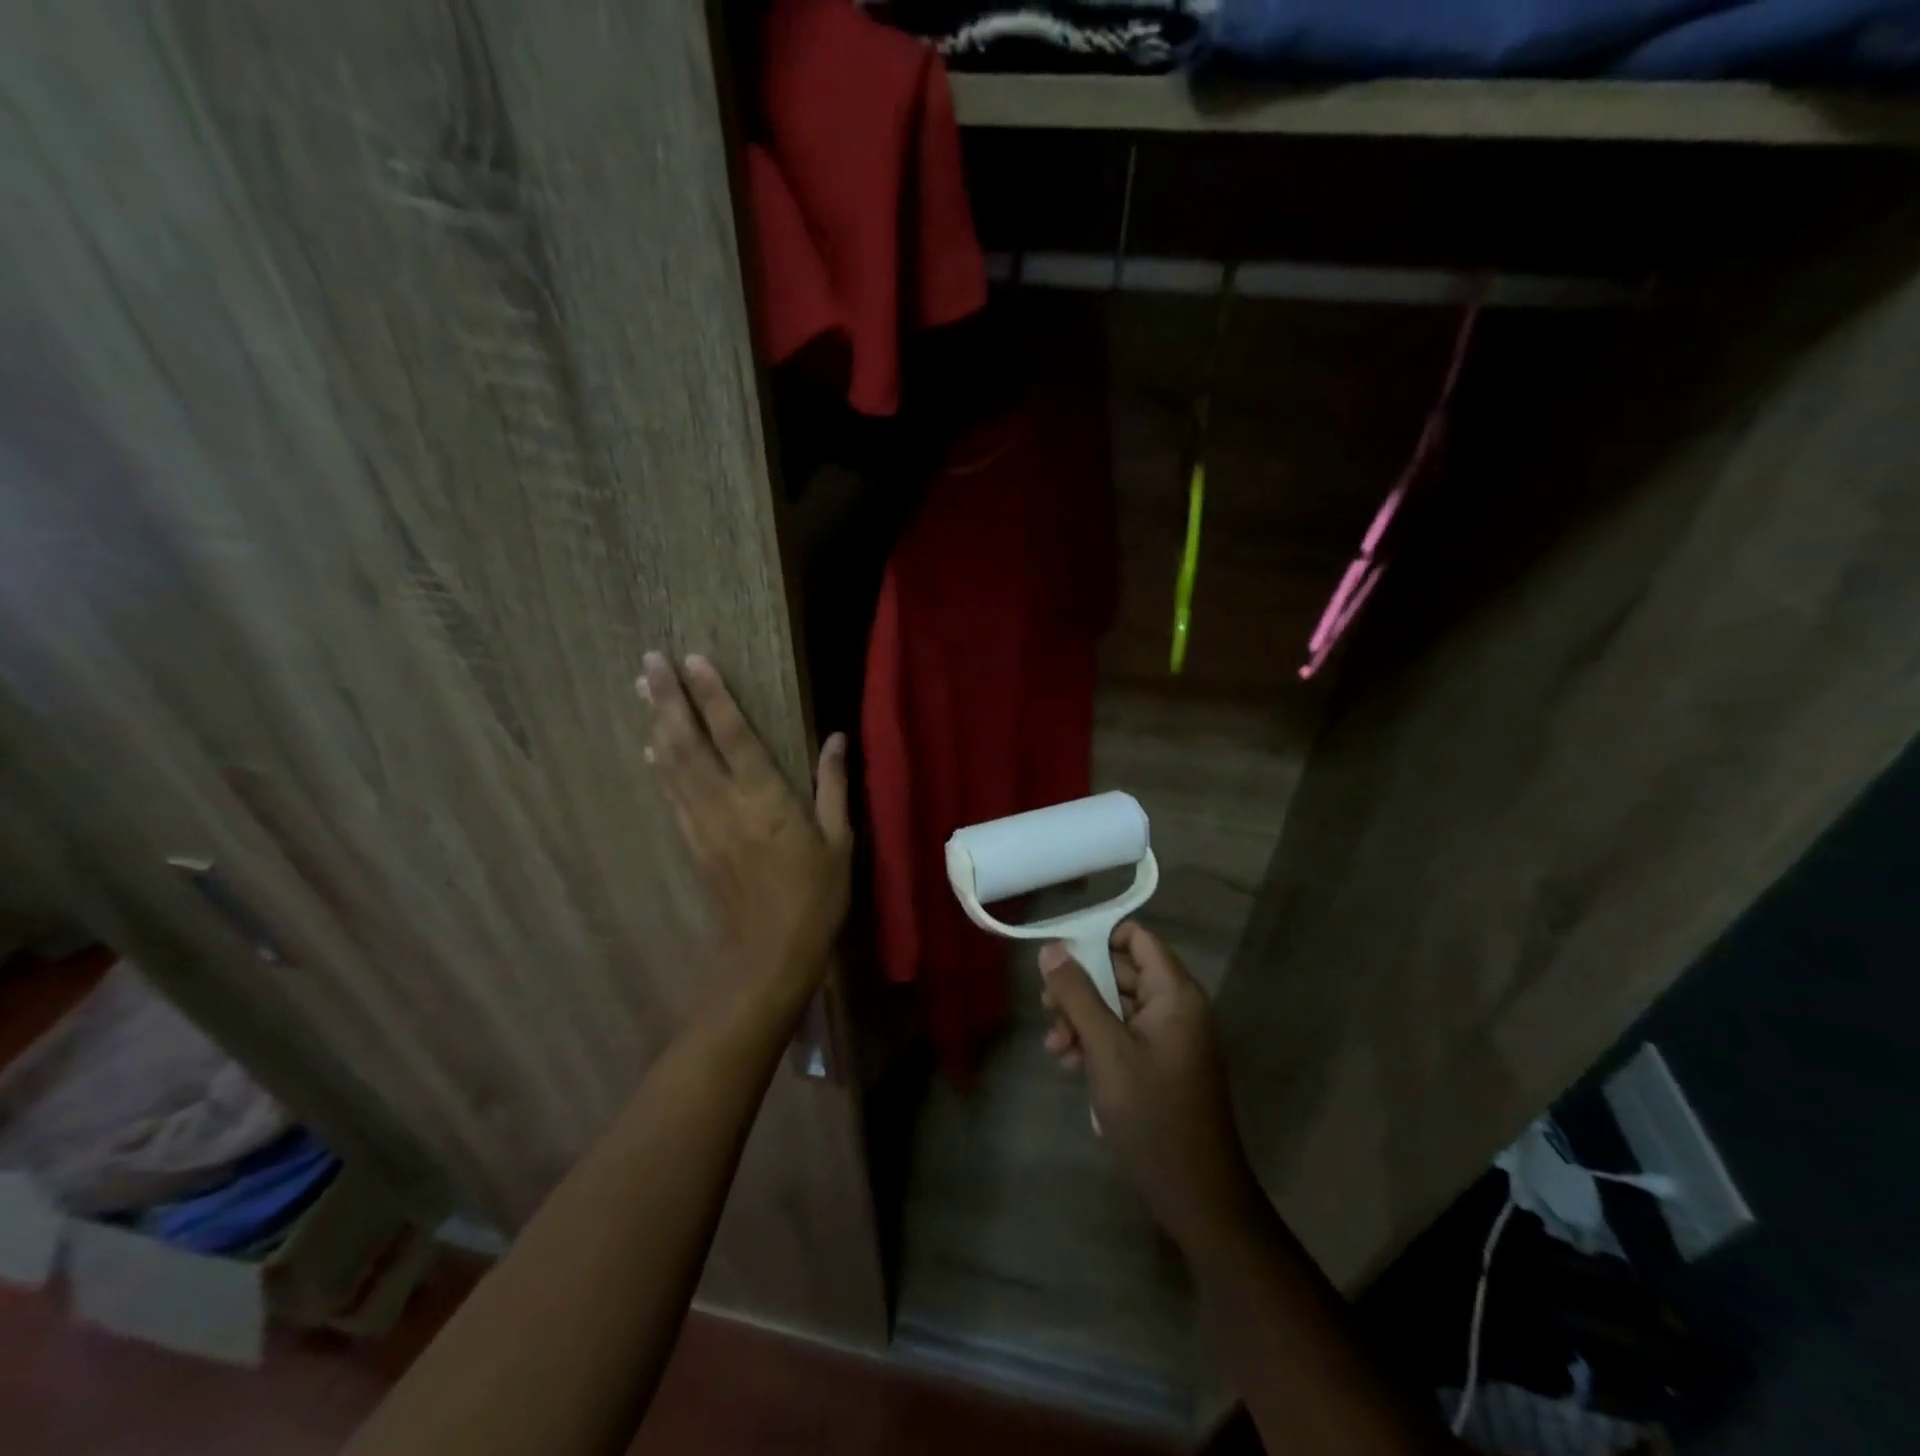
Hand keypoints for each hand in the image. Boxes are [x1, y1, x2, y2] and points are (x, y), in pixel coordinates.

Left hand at [640, 652, 851, 1005]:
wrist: (770, 953)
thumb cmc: (816, 896)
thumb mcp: (840, 841)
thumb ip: (834, 787)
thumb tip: (836, 738)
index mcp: (766, 800)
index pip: (734, 736)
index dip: (713, 696)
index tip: (694, 660)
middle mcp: (726, 804)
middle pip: (688, 743)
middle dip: (668, 700)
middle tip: (649, 661)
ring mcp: (703, 824)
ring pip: (672, 765)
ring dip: (656, 724)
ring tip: (642, 688)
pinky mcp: (694, 842)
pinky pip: (672, 794)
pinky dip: (660, 765)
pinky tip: (651, 747)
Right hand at [1039, 922, 1262, 1252]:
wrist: (1196, 1196)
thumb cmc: (1152, 1115)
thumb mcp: (1106, 1049)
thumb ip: (1077, 994)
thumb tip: (1052, 948)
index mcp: (1175, 993)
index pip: (1136, 938)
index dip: (1096, 940)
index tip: (1059, 960)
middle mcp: (1177, 1007)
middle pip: (1122, 971)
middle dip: (1081, 988)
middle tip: (1047, 1011)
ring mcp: (1171, 1037)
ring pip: (1117, 1005)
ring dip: (1083, 1019)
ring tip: (1056, 1049)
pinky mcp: (1163, 1064)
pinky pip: (1125, 1034)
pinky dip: (1098, 1043)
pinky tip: (1073, 1067)